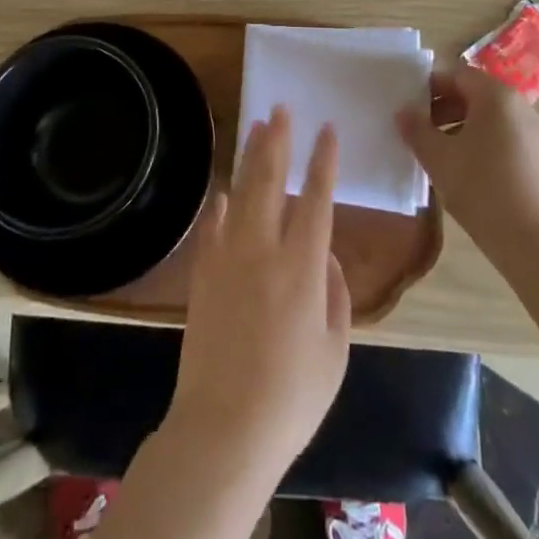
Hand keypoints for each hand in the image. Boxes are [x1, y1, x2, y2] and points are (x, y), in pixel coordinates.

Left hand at [167, 109, 350, 486]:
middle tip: (280, 109)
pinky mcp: (203, 275)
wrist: (223, 429)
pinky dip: (221, 206)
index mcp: (302, 268)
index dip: (323, 162)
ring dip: (249, 158)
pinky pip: (212, 227)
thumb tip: (326, 256)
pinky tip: (224, 191)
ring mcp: (227, 259)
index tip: (327, 130)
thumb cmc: (291, 398)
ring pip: (240, 193)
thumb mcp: (334, 352)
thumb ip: (336, 296)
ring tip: (256, 128)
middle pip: (270, 182)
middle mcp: (263, 250)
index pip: (316, 200)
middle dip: (278, 142)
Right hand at [398, 64, 538, 260]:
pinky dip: (489, 148)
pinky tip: (474, 177)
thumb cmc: (483, 191)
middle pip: (479, 96)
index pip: (458, 75)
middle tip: (422, 132)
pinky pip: (512, 142)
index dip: (431, 86)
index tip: (411, 106)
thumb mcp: (439, 159)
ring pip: (496, 121)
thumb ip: (417, 130)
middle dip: (447, 109)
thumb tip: (404, 112)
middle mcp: (525, 108)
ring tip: (444, 157)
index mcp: (498, 97)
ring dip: (466, 130)